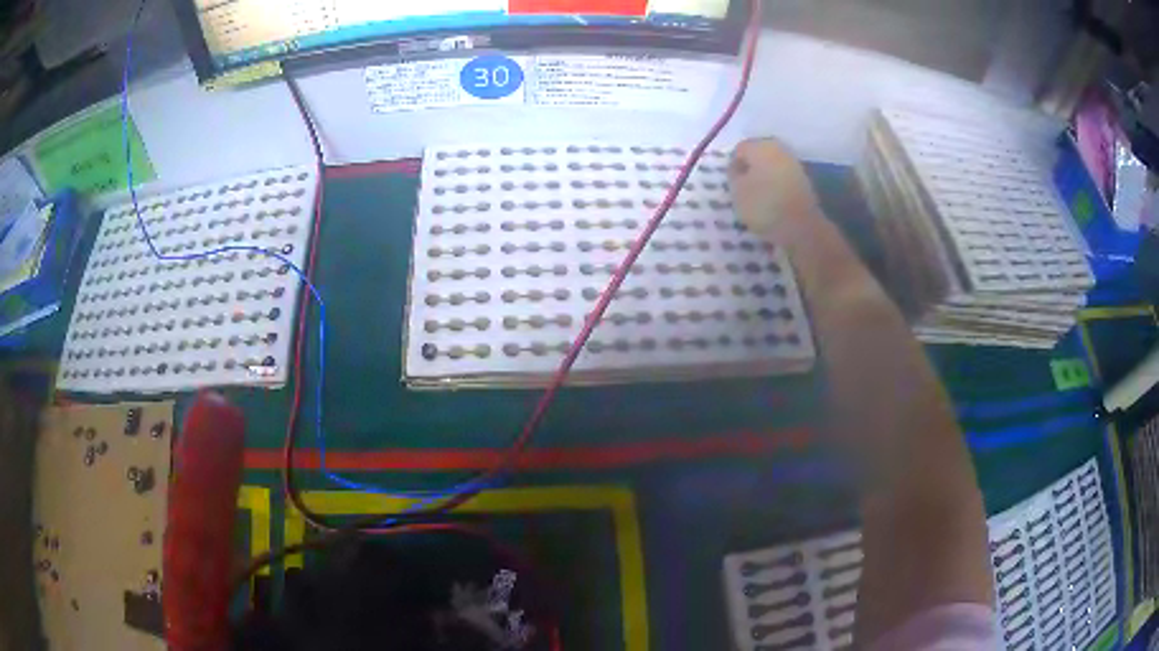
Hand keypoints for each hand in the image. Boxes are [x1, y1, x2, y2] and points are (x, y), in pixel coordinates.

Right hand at [728, 139, 822, 239]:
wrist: (803, 228)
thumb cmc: (764, 205)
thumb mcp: (737, 191)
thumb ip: (733, 174)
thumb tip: (738, 167)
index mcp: (761, 146)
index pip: (739, 150)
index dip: (733, 166)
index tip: (732, 185)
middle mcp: (779, 149)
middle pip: (757, 156)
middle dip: (750, 170)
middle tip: (743, 191)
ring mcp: (794, 164)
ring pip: (771, 168)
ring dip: (764, 180)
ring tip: (757, 200)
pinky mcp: (804, 182)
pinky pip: (783, 180)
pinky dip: (776, 188)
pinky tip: (772, 204)